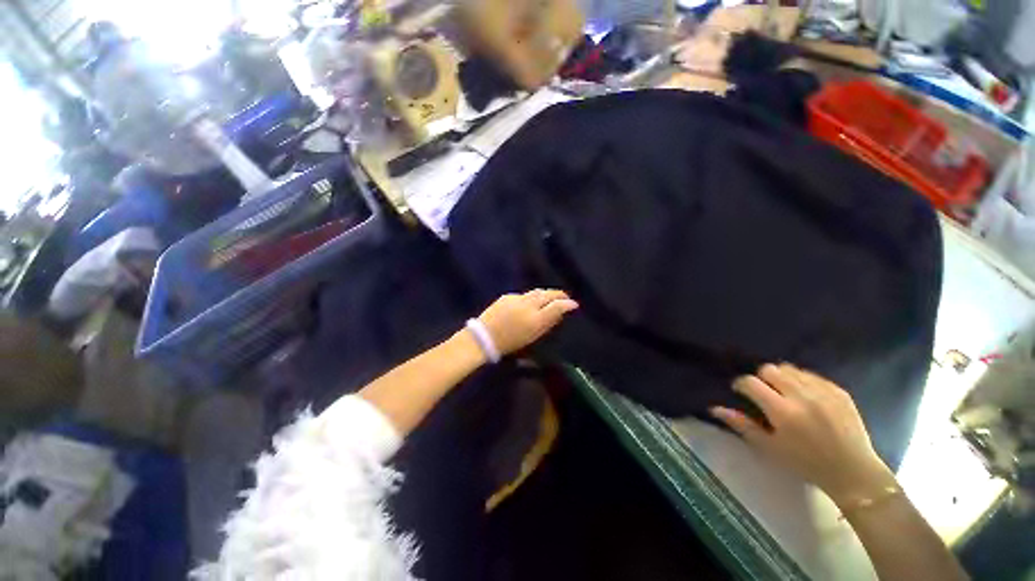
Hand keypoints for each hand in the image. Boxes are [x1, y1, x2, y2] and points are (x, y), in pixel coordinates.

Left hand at [477, 289, 578, 354]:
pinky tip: (531, 302)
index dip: (567, 304)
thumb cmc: (509, 343)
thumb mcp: (532, 337)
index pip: (556, 306)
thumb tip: (560, 314)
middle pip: (547, 294)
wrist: (483, 337)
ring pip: (536, 292)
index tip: (574, 304)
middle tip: (565, 297)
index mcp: (535, 319)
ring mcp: (517, 299)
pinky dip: (531, 297)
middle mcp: (528, 305)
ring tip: (551, 297)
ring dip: (546, 293)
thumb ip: (547, 324)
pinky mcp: (507, 296)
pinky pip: (524, 295)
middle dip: (559, 294)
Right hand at [710, 363, 896, 507]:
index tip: (741, 391)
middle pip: (770, 369)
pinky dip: (802, 381)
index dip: (741, 384)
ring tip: (784, 393)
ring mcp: (823, 392)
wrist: (853, 472)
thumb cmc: (805, 464)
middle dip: (761, 378)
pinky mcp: (839, 391)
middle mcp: (801, 396)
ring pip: (790, 369)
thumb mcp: (769, 448)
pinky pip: (812, 375)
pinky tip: (805, 396)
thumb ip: (742, 425)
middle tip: (765, 393)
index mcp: (782, 411)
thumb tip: (714, 408)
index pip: (750, 382)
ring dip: (782, 377)